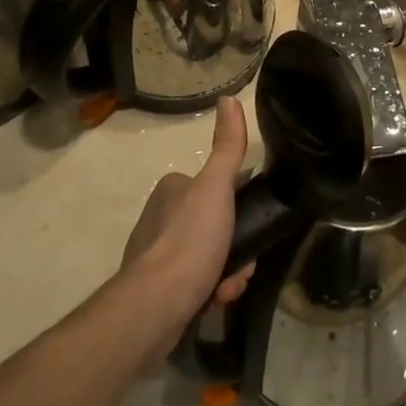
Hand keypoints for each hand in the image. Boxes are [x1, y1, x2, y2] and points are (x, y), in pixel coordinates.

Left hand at [119, 98, 254, 345]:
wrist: (155, 306)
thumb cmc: (189, 240)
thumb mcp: (216, 187)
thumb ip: (227, 146)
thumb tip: (229, 98)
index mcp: (173, 188)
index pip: (219, 189)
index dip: (240, 209)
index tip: (250, 226)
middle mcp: (161, 216)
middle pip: (217, 226)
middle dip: (235, 248)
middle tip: (241, 267)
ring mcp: (157, 254)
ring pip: (210, 256)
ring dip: (228, 272)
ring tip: (227, 289)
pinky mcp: (157, 288)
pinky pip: (196, 282)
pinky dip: (211, 290)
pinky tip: (214, 300)